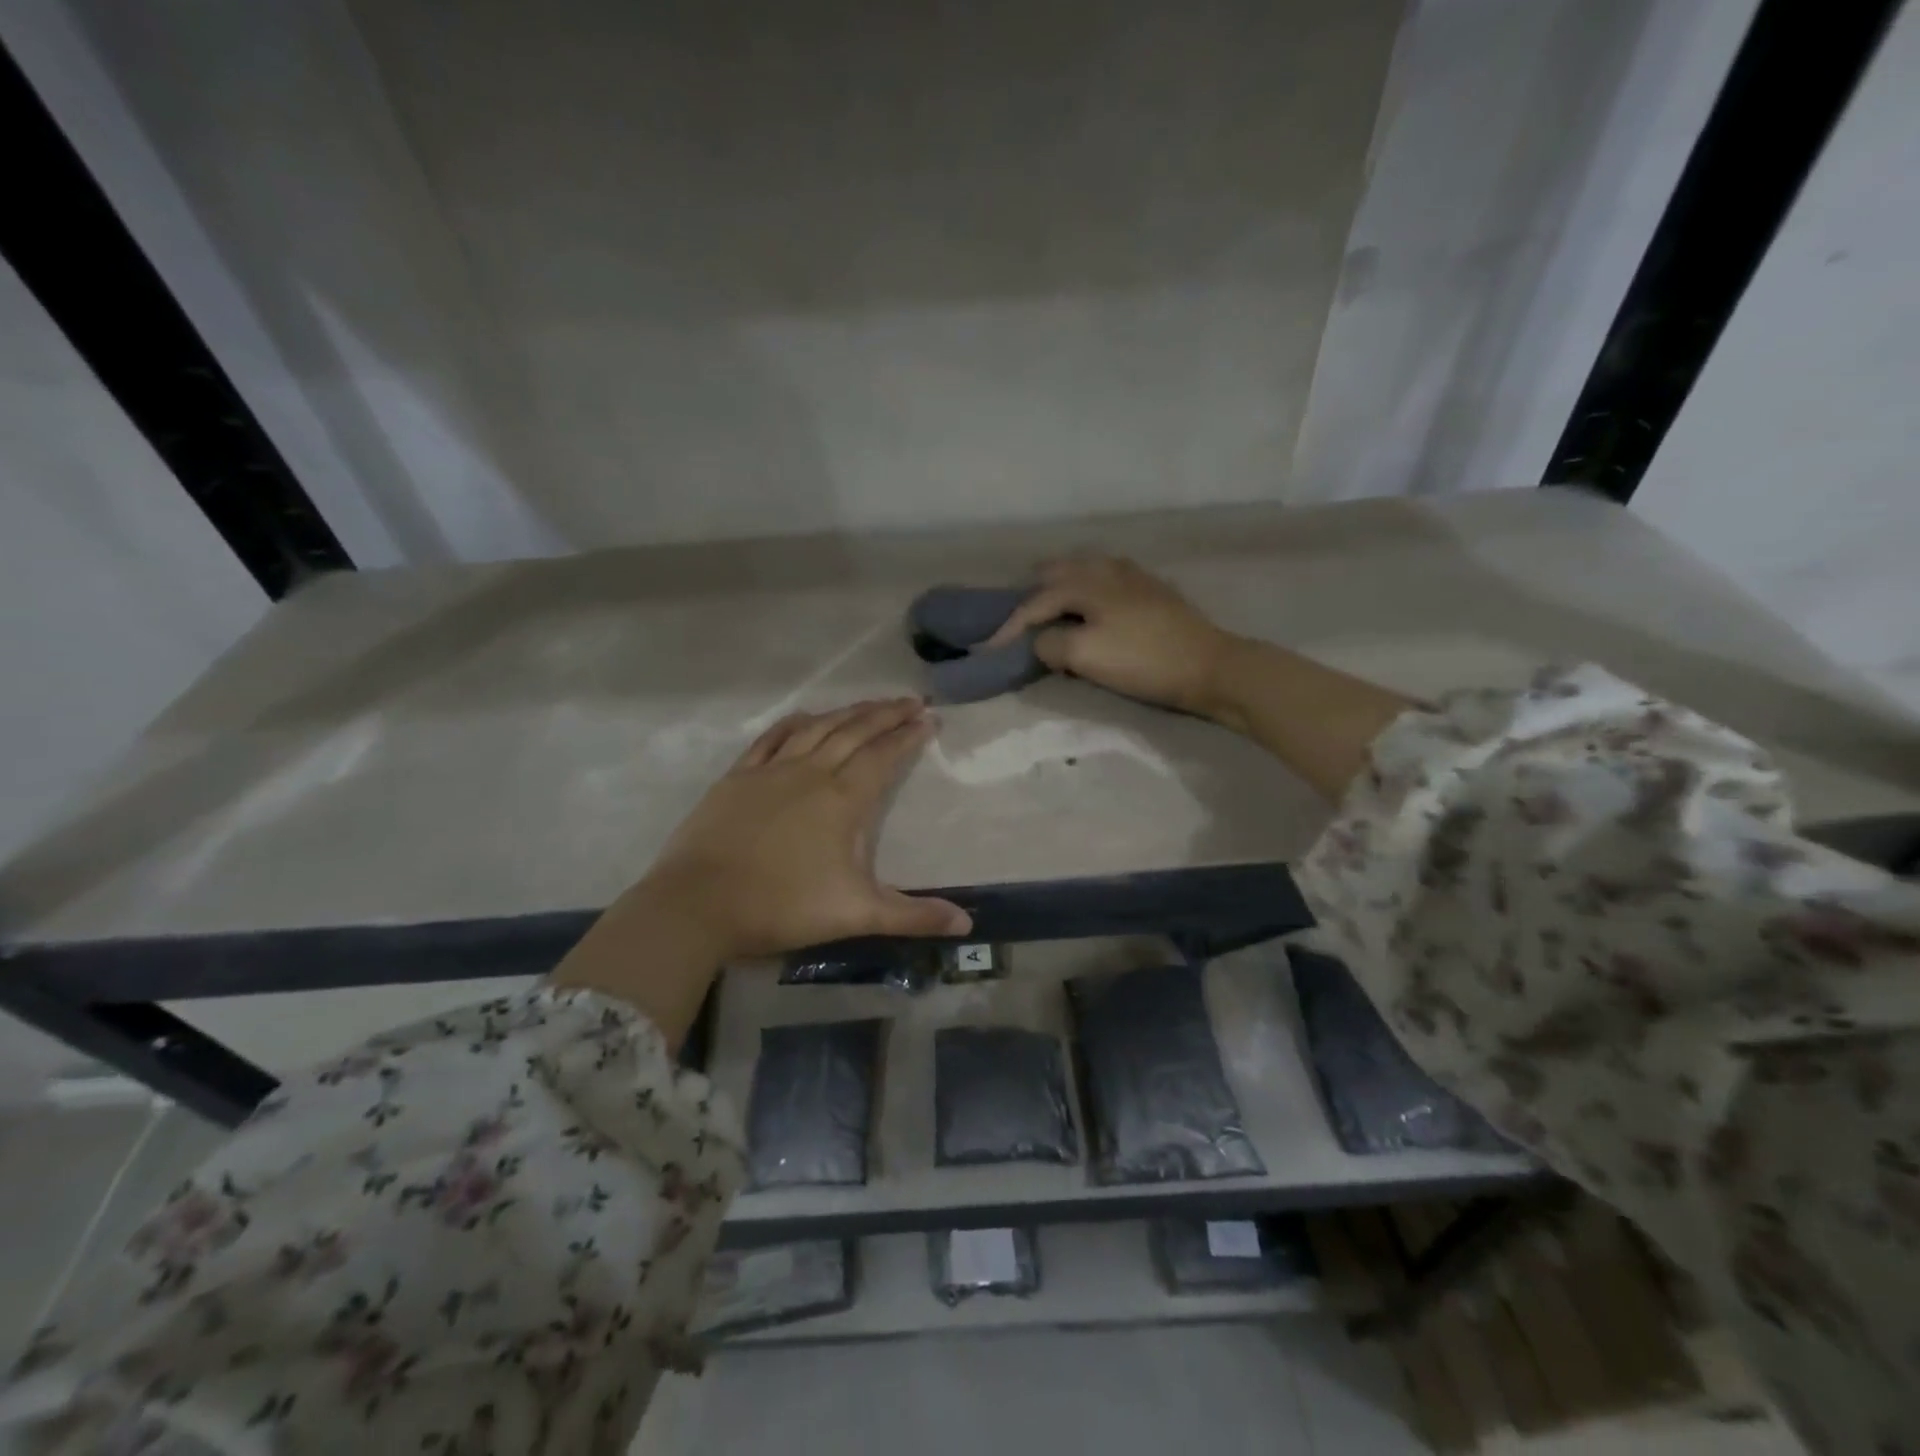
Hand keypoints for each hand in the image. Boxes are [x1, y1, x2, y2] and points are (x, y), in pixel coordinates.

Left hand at [551, 698, 970, 1041]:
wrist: (697, 905)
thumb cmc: (782, 907)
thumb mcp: (856, 914)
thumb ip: (913, 916)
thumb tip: (968, 924)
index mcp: (842, 799)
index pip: (884, 756)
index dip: (908, 735)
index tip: (929, 718)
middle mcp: (811, 772)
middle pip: (855, 731)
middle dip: (886, 713)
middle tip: (911, 700)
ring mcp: (771, 770)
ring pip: (818, 728)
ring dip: (848, 712)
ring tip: (871, 703)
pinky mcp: (738, 776)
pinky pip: (773, 738)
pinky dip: (795, 722)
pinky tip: (807, 716)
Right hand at [982, 555, 1235, 717]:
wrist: (1210, 666)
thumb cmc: (1143, 661)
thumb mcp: (1085, 655)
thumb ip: (1050, 644)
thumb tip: (1042, 641)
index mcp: (1086, 582)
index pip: (1034, 602)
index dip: (1008, 626)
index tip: (987, 649)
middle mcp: (1107, 569)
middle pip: (1057, 572)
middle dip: (1032, 594)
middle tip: (1017, 619)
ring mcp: (1133, 577)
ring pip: (1084, 570)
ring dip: (1060, 587)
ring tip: (1050, 609)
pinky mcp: (1152, 591)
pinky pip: (1106, 580)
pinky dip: (1087, 590)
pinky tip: (1093, 606)